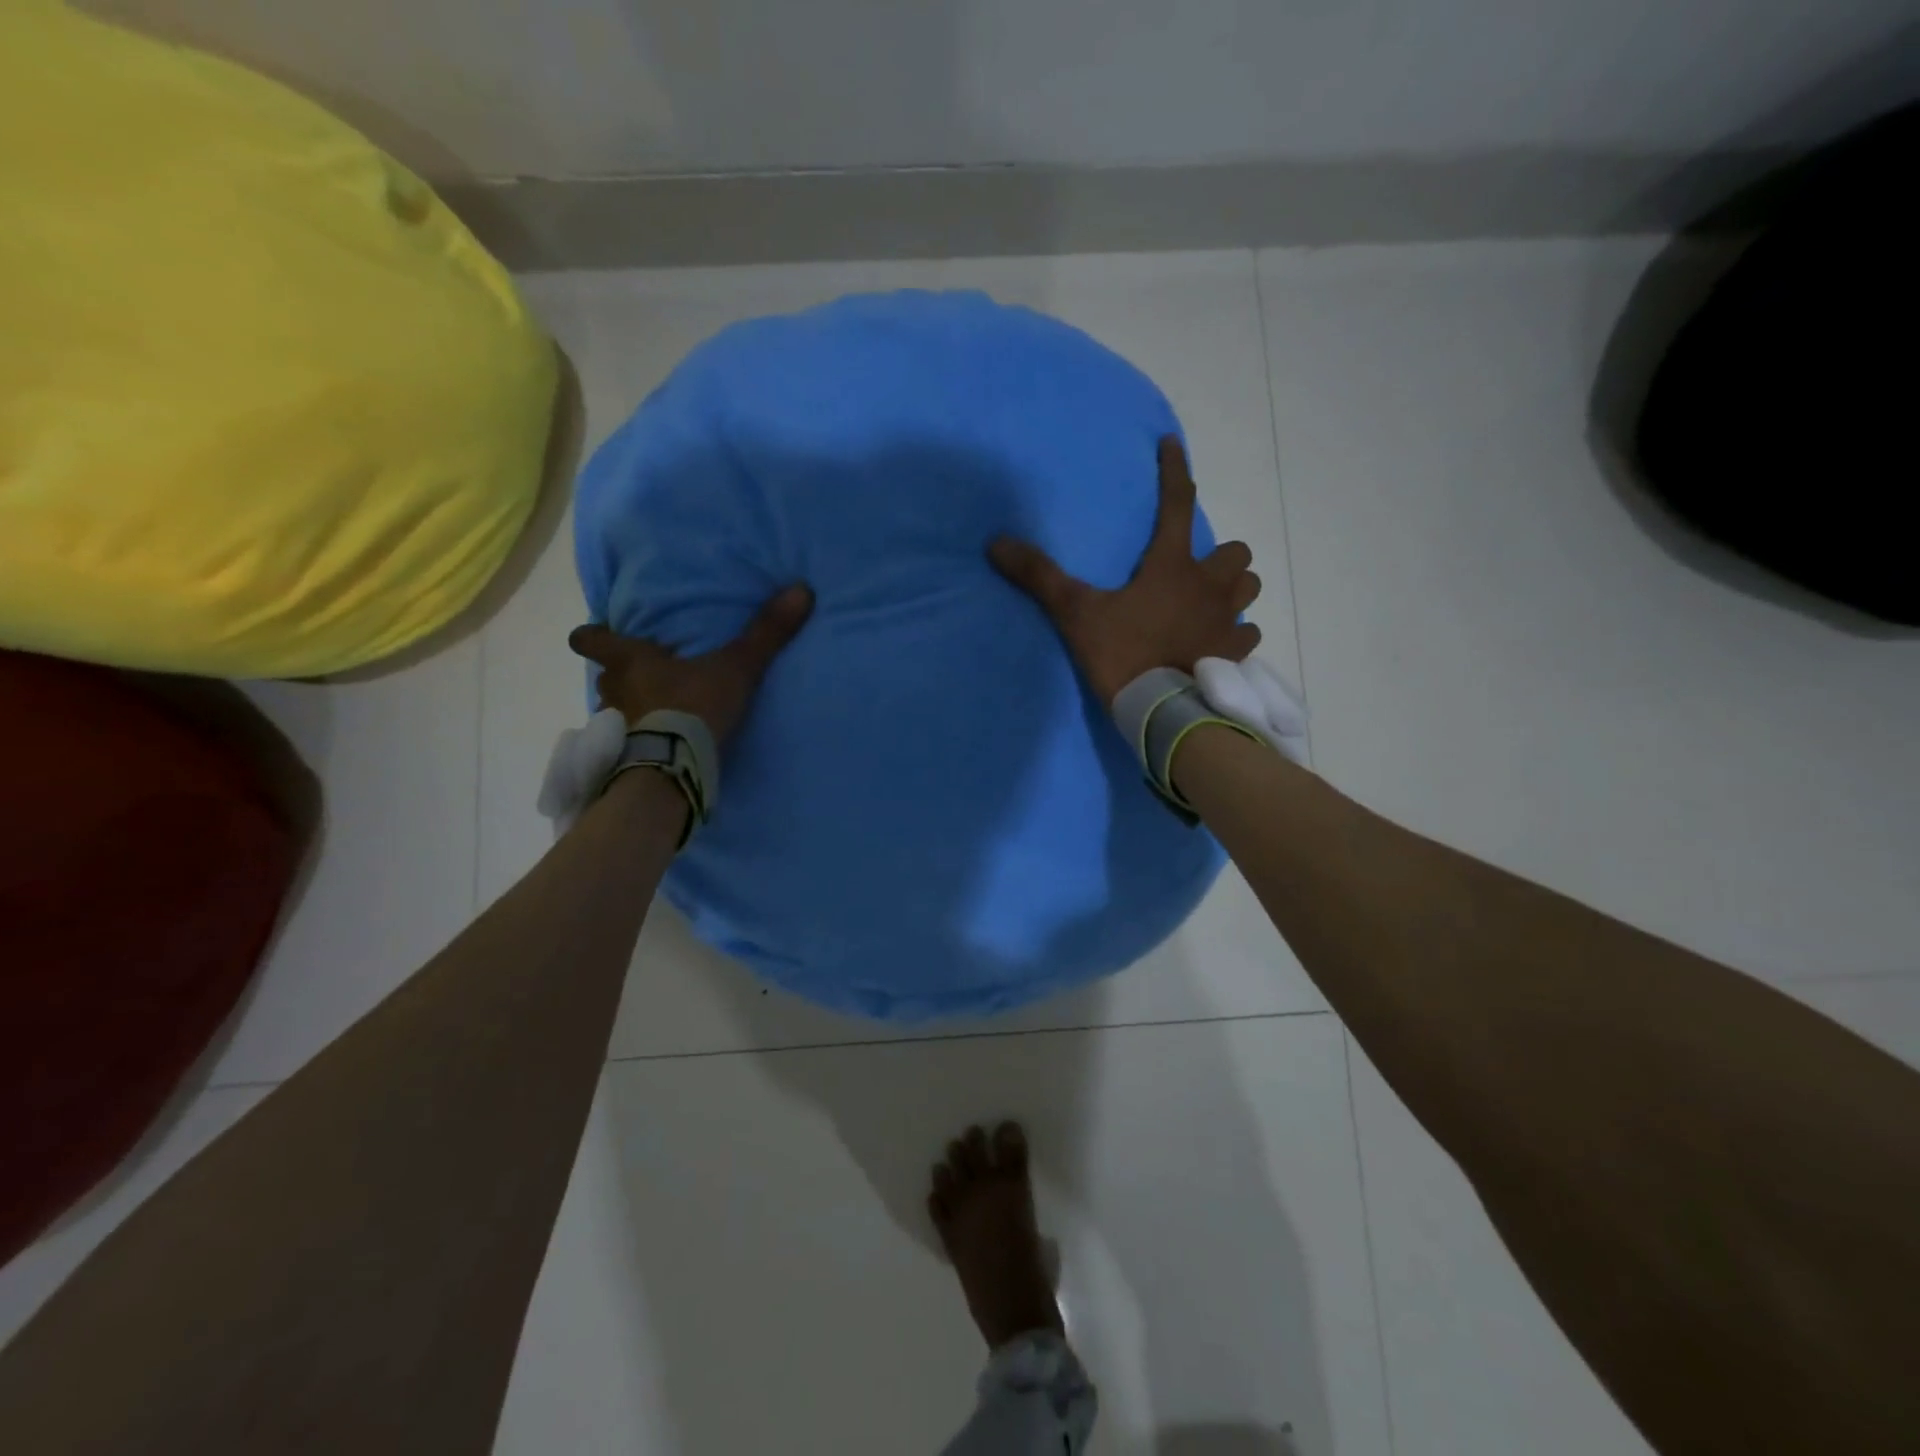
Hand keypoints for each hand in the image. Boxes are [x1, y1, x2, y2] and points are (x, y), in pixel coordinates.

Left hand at [568, 585, 813, 742]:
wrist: (674, 765)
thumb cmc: (693, 705)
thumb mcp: (736, 666)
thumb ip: (765, 632)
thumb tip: (801, 589)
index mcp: (630, 661)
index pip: (591, 640)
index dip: (592, 636)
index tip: (595, 634)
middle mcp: (613, 691)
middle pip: (605, 677)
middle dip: (620, 677)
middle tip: (644, 678)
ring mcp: (614, 727)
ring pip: (613, 711)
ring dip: (630, 711)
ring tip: (655, 716)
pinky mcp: (622, 757)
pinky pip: (625, 744)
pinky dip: (638, 743)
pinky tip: (659, 748)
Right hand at [989, 437, 1260, 704]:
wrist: (1162, 711)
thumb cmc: (1124, 655)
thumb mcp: (1076, 614)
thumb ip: (1040, 577)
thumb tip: (997, 543)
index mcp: (1171, 567)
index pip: (1177, 503)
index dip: (1173, 470)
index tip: (1170, 445)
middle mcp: (1209, 586)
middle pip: (1236, 552)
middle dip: (1221, 555)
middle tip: (1195, 570)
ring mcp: (1228, 621)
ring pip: (1249, 588)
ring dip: (1234, 588)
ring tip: (1210, 601)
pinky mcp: (1235, 655)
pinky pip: (1248, 635)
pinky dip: (1236, 633)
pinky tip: (1218, 642)